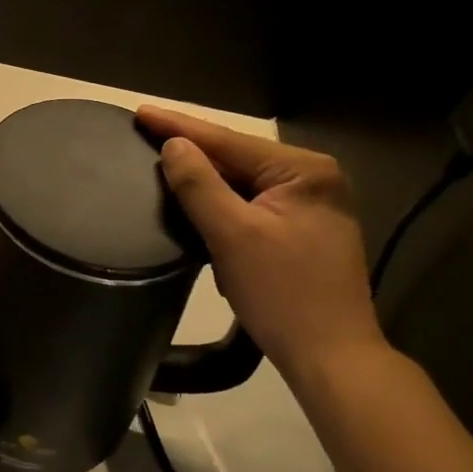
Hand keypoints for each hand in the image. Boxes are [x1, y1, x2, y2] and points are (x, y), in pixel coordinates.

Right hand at [137, 105, 384, 385]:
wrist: (332, 359)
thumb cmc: (283, 294)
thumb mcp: (232, 235)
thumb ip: (199, 184)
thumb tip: (173, 145)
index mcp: (304, 170)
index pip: (228, 141)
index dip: (179, 127)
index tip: (140, 112)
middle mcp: (314, 178)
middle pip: (237, 159)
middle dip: (193, 152)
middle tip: (145, 134)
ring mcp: (313, 205)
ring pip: (244, 183)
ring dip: (206, 181)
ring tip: (163, 162)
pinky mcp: (305, 231)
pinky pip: (253, 205)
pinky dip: (224, 206)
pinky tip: (197, 202)